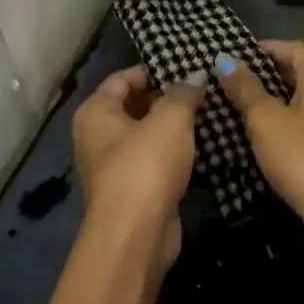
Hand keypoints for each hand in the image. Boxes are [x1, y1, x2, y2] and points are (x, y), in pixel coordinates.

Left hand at [71, 64, 204, 270]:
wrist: (136, 235)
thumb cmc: (145, 165)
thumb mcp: (171, 119)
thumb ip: (184, 93)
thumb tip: (196, 76)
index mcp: (95, 112)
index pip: (122, 78)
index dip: (153, 70)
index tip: (186, 67)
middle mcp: (97, 137)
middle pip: (134, 106)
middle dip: (167, 98)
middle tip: (203, 89)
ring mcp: (113, 167)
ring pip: (146, 136)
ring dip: (173, 127)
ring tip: (208, 114)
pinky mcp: (133, 191)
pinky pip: (154, 162)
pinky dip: (174, 154)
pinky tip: (202, 147)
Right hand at [214, 40, 303, 225]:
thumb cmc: (302, 154)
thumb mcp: (264, 118)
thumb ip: (245, 87)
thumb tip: (226, 60)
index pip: (294, 48)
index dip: (265, 48)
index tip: (236, 55)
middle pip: (300, 73)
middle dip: (267, 75)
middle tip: (233, 82)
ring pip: (303, 102)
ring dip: (275, 102)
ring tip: (241, 109)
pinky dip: (286, 125)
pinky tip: (263, 138)